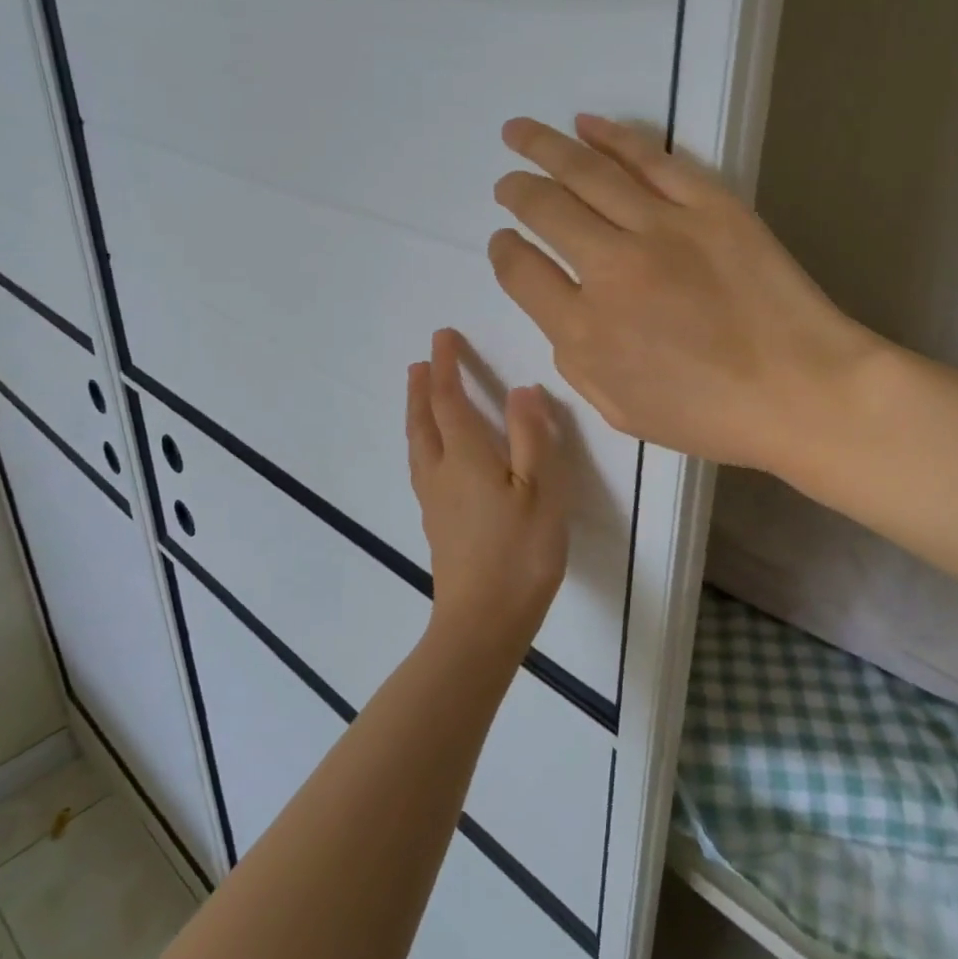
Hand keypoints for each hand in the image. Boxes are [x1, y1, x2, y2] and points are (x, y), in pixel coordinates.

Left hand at [406, 329, 570, 666]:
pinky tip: (433, 456)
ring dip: (416, 414)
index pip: (449, 399)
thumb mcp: (540, 491)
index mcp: (466, 457)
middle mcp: (441, 472)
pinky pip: (422, 467)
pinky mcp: (437, 524)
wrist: (483, 622)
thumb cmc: (520, 553)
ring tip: (418, 398)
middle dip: (422, 388)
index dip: (445, 365)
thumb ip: (531, 437)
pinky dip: (422, 443)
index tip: (442, 336)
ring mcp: (434, 501)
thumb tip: (521, 390)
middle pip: (423, 421)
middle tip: (421, 362)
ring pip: (417, 445)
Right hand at [489, 115, 877, 471]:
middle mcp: (612, 269)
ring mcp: (662, 229)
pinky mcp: (709, 204)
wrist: (802, 391)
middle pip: (545, 210)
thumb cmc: (712, 416)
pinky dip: (613, 137)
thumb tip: (563, 316)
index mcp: (586, 331)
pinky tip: (587, 125)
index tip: (504, 240)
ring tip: (518, 131)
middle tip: (507, 183)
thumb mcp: (623, 412)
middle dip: (516, 191)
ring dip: (544, 147)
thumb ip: (576, 364)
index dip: (503, 251)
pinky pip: (650, 158)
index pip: (521, 272)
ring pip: (587, 173)